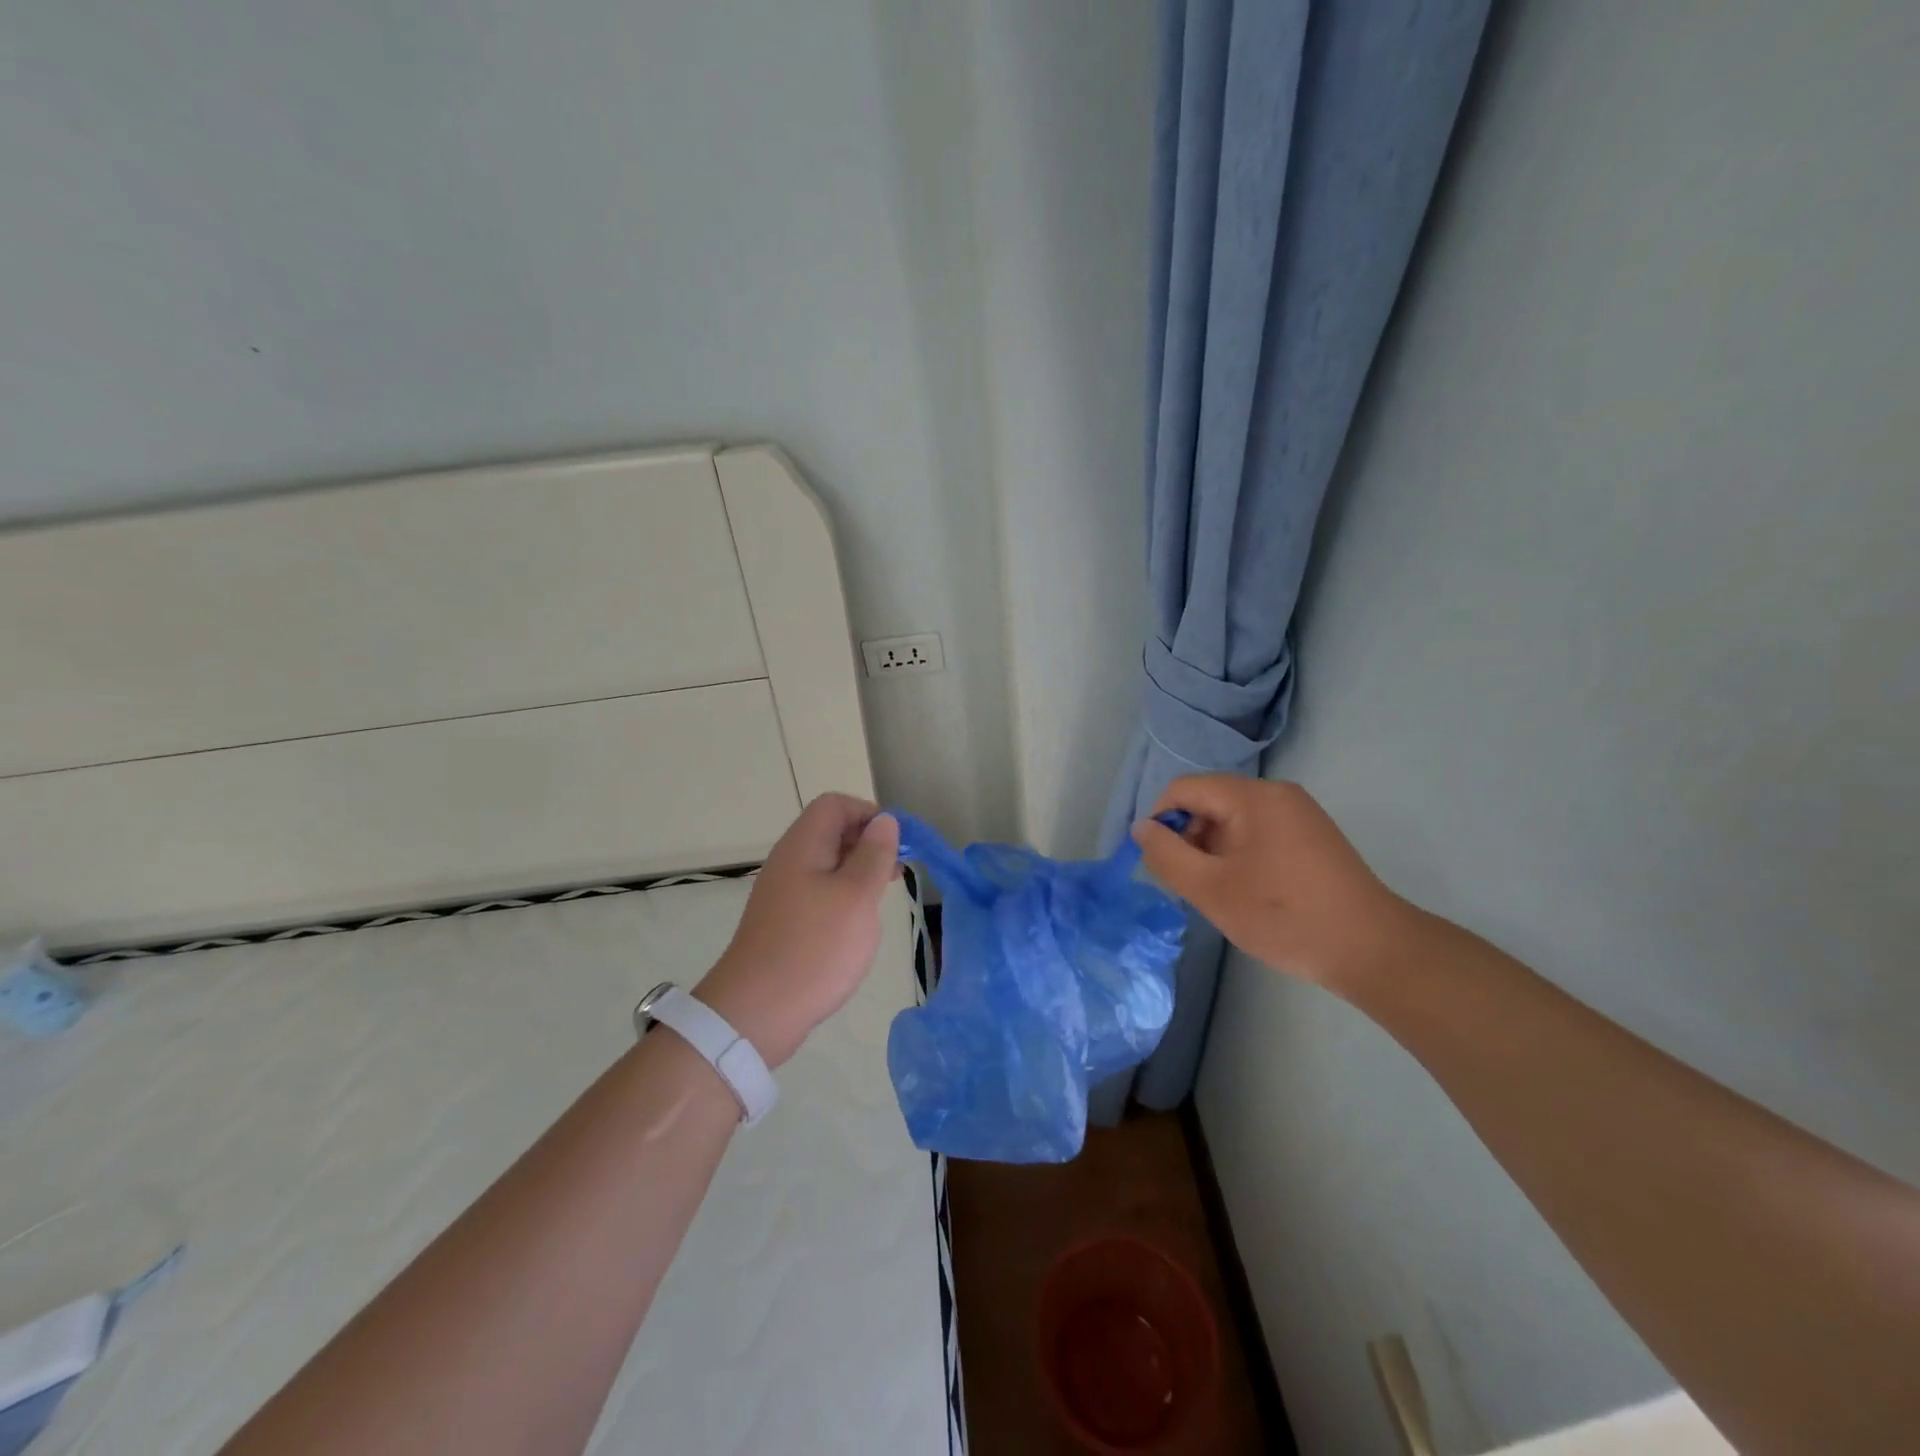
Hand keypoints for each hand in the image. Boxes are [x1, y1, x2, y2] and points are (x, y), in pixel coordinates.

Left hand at [696, 794, 899, 1068]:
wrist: (757, 1012)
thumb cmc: (814, 947)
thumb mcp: (856, 897)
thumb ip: (874, 855)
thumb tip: (884, 820)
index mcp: (803, 846)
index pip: (835, 804)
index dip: (868, 814)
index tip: (896, 843)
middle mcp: (789, 861)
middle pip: (830, 831)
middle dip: (867, 843)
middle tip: (895, 872)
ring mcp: (783, 892)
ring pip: (827, 864)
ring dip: (858, 872)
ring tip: (882, 897)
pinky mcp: (784, 921)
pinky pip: (819, 892)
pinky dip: (843, 897)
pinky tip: (857, 924)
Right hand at [1131, 775, 1415, 996]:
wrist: (1372, 950)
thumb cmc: (1285, 916)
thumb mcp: (1212, 890)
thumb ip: (1167, 856)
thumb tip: (1141, 829)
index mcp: (1252, 797)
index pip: (1184, 789)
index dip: (1161, 822)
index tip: (1161, 865)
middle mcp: (1277, 795)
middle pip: (1209, 802)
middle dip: (1189, 839)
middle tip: (1191, 885)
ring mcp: (1298, 815)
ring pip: (1232, 821)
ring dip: (1213, 852)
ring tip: (1220, 894)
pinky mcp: (1311, 837)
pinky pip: (1257, 834)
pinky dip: (1239, 857)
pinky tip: (1247, 893)